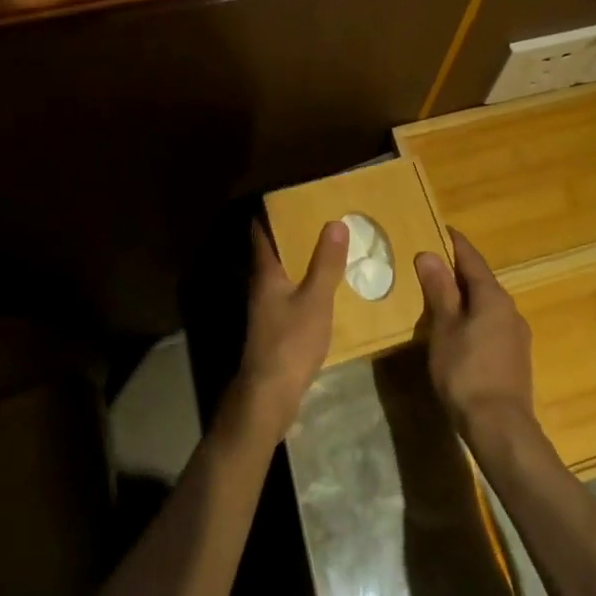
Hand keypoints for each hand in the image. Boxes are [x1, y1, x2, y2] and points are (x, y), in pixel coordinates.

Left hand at [230, 220, 346, 440]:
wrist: (269, 395)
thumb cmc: (290, 342)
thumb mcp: (315, 299)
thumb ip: (325, 264)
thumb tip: (334, 222)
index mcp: (265, 273)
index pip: (261, 234)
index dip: (272, 215)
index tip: (293, 200)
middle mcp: (260, 287)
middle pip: (273, 253)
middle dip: (293, 236)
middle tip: (321, 220)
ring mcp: (265, 310)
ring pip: (282, 276)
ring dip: (301, 262)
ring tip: (330, 251)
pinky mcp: (274, 329)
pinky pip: (290, 296)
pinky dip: (305, 286)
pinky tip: (326, 291)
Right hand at [416, 228, 536, 447]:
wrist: (501, 427)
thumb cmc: (466, 372)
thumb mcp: (444, 328)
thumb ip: (439, 290)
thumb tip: (429, 254)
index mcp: (493, 297)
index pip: (472, 259)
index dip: (455, 243)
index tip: (440, 229)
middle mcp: (510, 309)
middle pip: (482, 281)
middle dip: (458, 271)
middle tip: (432, 263)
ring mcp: (516, 335)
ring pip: (487, 304)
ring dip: (466, 297)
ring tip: (441, 296)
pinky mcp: (515, 357)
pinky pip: (491, 324)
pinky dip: (474, 317)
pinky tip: (459, 331)